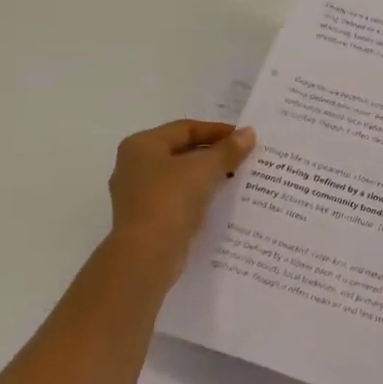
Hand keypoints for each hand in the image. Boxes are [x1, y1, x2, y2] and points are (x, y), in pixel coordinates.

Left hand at [103, 120, 254, 294]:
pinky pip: (177, 199)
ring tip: (237, 178)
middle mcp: (133, 165)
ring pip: (180, 177)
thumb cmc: (171, 200)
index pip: (186, 128)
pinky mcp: (145, 218)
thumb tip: (248, 133)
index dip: (218, 131)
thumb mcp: (205, 169)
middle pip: (182, 151)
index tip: (245, 139)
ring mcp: (137, 194)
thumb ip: (228, 149)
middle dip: (213, 154)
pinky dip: (197, 196)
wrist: (146, 255)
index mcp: (141, 145)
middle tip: (243, 158)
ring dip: (207, 176)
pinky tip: (219, 201)